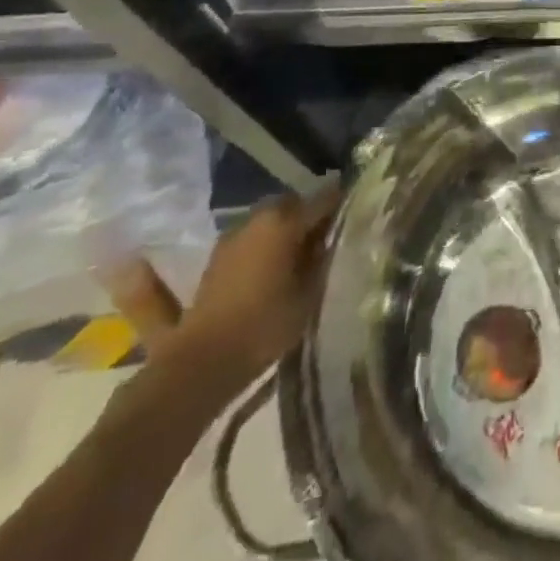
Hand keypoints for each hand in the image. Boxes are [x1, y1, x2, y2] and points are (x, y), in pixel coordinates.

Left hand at [164, 188, 340, 393]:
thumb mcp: (310, 293)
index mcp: (285, 221)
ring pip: (269, 220)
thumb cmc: (265, 325)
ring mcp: (232, 236)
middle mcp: (258, 218)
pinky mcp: (216, 257)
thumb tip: (333, 239)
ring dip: (285, 228)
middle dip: (311, 215)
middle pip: (294, 204)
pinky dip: (265, 242)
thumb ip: (324, 259)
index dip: (342, 203)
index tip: (357, 213)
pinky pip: (251, 237)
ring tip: (299, 254)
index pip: (325, 197)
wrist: (202, 362)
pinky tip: (272, 265)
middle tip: (327, 238)